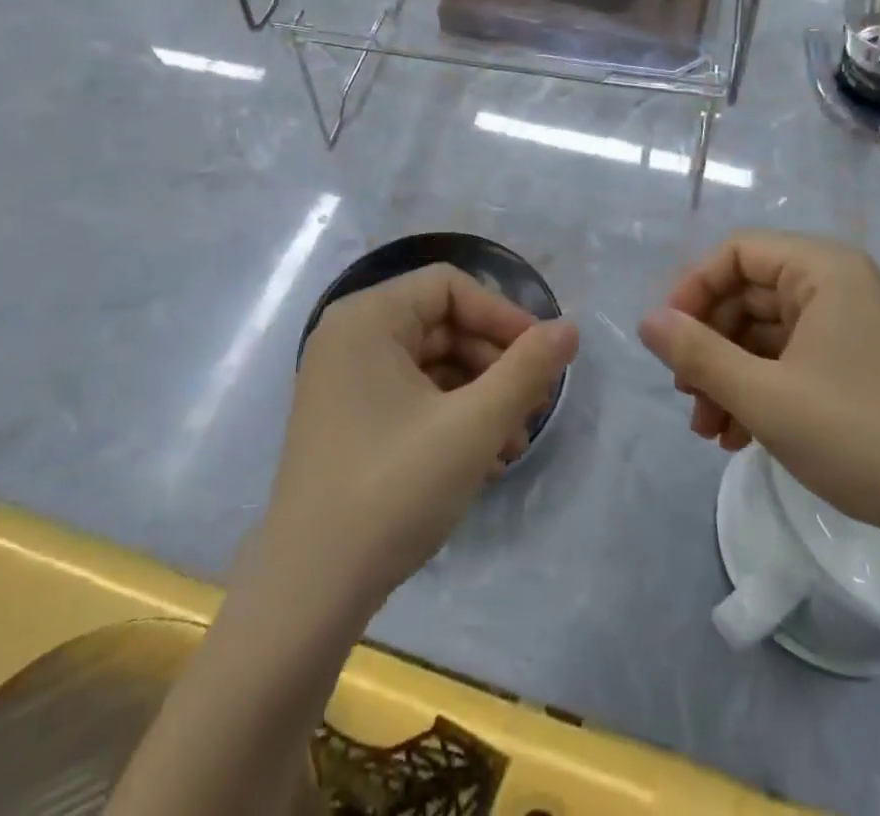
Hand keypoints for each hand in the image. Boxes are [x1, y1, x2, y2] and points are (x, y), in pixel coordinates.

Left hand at [265, 265, 577, 616]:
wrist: (309, 592)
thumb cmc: (392, 491)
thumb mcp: (472, 427)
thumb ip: (526, 370)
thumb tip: (570, 328)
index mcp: (366, 318)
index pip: (449, 287)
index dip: (502, 315)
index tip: (544, 357)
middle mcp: (349, 335)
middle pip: (441, 323)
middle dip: (494, 362)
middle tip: (534, 406)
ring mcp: (343, 378)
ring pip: (430, 362)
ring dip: (479, 394)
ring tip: (514, 441)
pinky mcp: (347, 416)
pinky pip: (410, 394)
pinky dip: (450, 414)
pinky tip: (485, 457)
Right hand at [638, 232, 879, 547]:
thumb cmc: (860, 437)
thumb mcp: (765, 397)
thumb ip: (697, 354)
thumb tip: (646, 321)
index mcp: (824, 270)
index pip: (736, 253)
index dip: (692, 290)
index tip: (668, 340)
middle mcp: (839, 285)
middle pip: (748, 295)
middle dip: (709, 347)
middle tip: (686, 398)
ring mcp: (852, 325)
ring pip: (765, 333)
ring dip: (729, 376)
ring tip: (708, 431)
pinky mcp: (859, 363)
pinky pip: (792, 358)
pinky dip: (761, 389)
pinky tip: (739, 437)